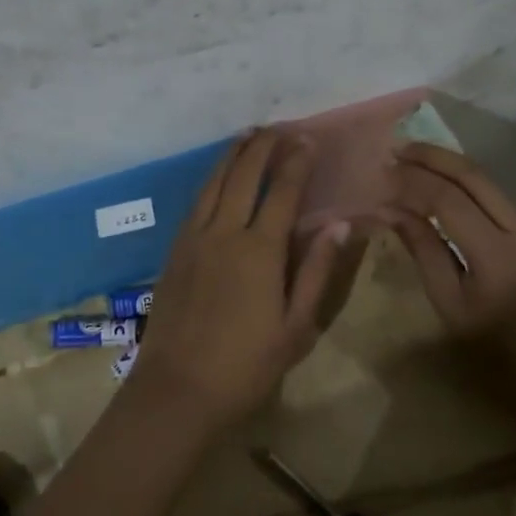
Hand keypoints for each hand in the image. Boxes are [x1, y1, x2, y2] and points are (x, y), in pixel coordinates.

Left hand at [129, 130, 354, 430]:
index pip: (283, 191)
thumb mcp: (296, 327)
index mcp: (260, 250)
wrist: (178, 388)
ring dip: (233, 154)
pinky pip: (197, 200)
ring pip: (215, 182)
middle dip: (264, 146)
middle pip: (245, 175)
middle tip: (279, 127)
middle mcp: (224, 232)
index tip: (307, 138)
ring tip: (248, 135)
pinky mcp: (175, 249)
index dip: (297, 161)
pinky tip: (219, 175)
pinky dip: (212, 178)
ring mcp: (194, 237)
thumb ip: (316, 271)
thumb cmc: (246, 365)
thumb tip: (340, 224)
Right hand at [382, 143, 515, 373]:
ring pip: (495, 188)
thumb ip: (423, 251)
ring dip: (454, 172)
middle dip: (435, 157)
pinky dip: (476, 197)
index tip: (385, 170)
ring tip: (418, 164)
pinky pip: (507, 208)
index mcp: (500, 258)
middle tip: (400, 148)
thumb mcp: (450, 306)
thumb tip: (390, 209)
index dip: (414, 181)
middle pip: (478, 177)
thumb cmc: (495, 355)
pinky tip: (451, 197)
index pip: (449, 200)